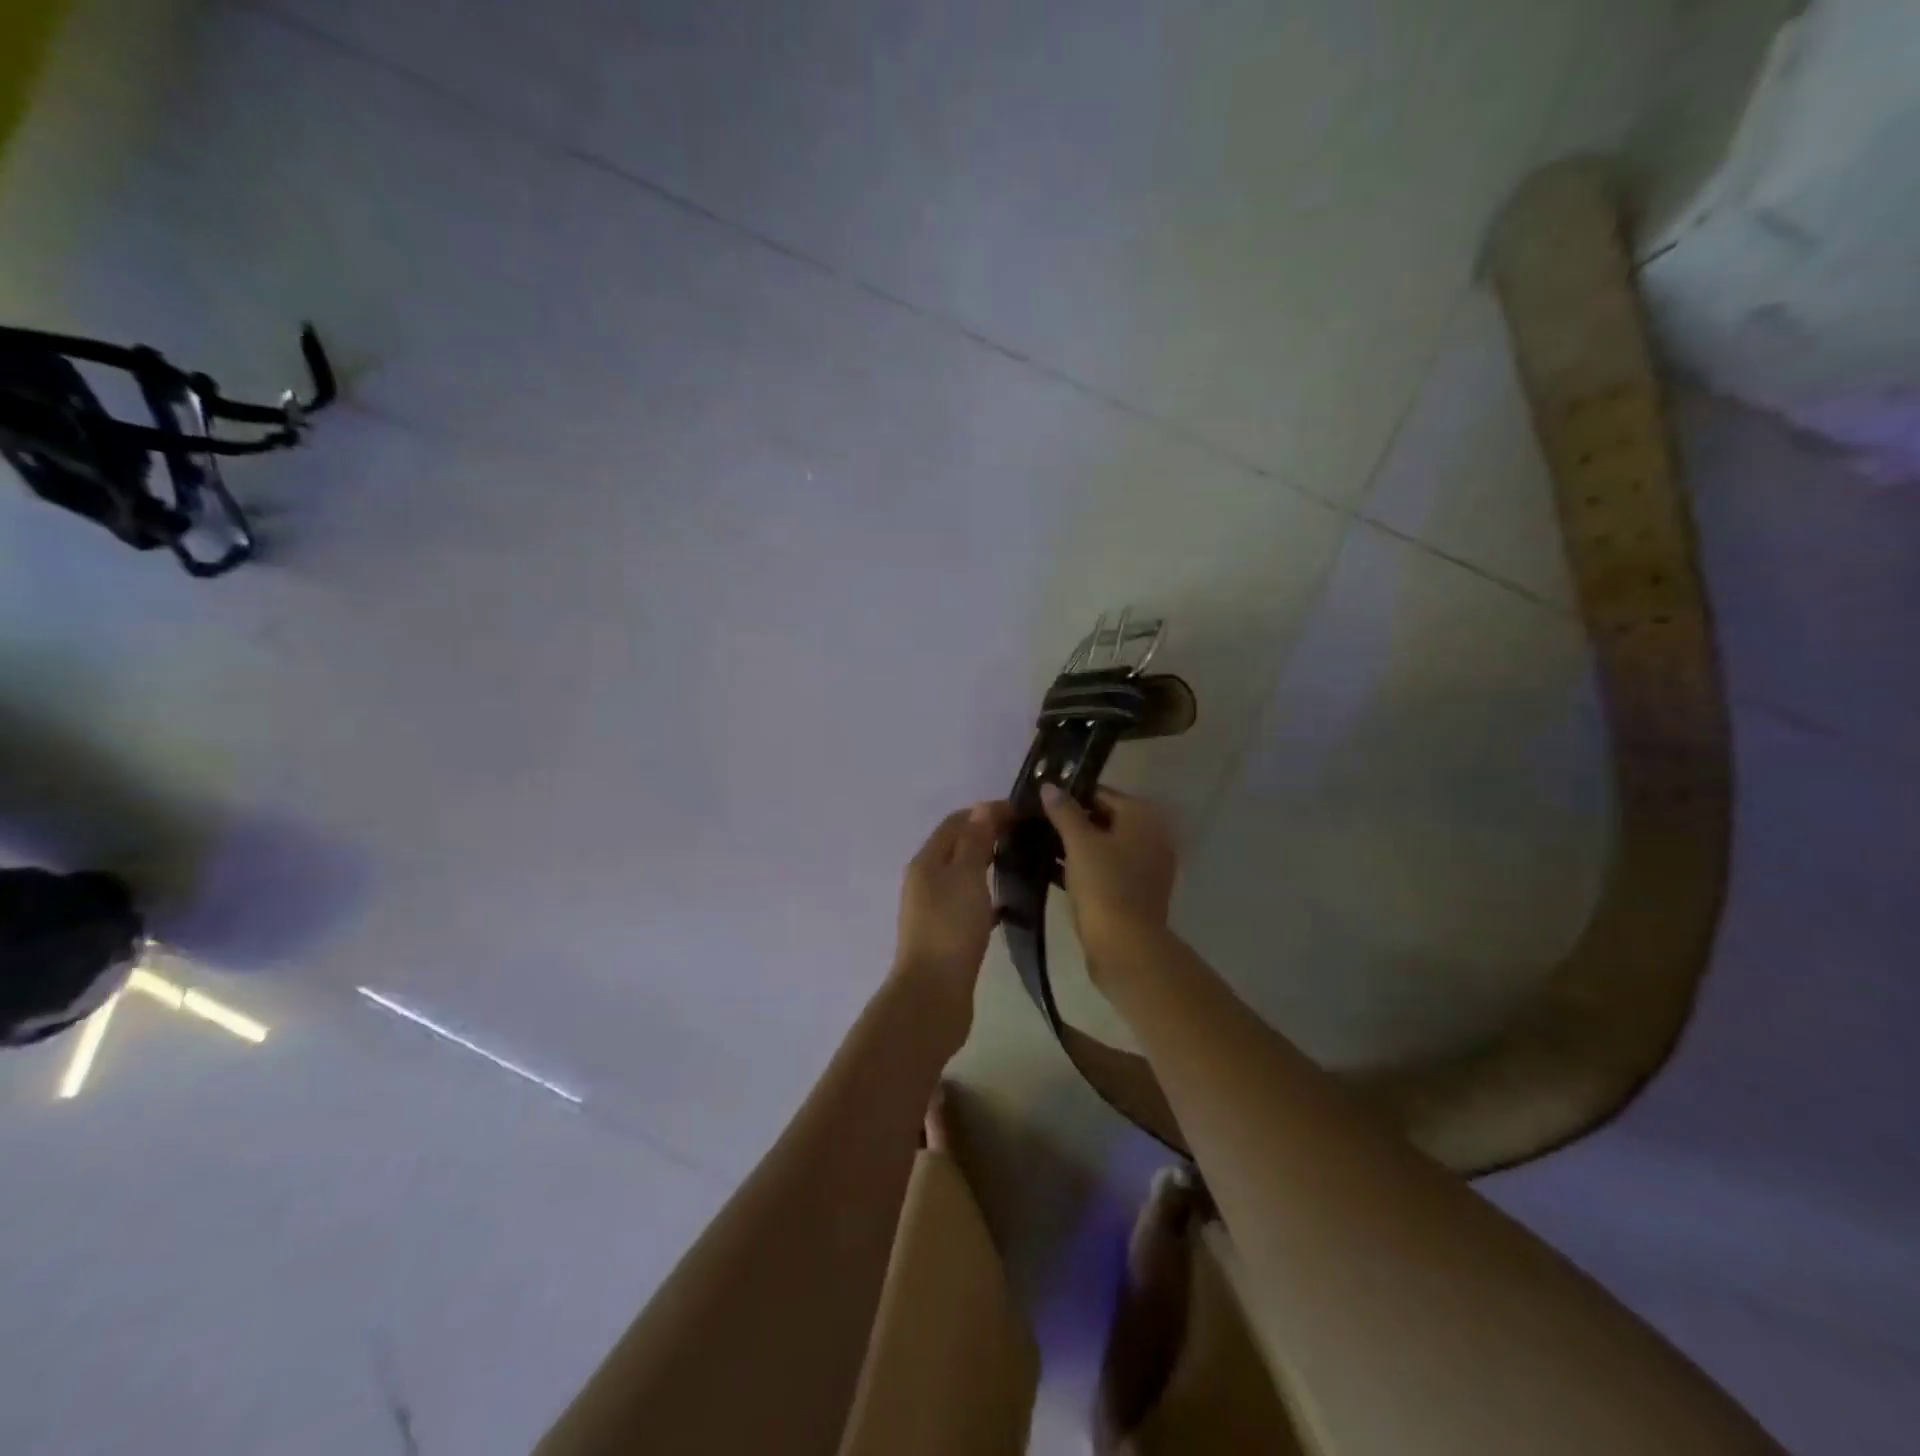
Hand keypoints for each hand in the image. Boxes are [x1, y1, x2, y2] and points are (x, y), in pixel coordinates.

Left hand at [894, 801, 1013, 1009]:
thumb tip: (981, 807)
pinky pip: (969, 903)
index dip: (986, 811)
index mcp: (926, 861)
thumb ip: (975, 841)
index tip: (1022, 811)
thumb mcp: (966, 875)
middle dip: (988, 835)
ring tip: (1022, 863)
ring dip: (988, 864)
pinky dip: (988, 896)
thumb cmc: (951, 927)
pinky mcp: (946, 934)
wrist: (933, 992)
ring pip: (964, 875)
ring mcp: (933, 909)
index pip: (956, 822)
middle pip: (958, 847)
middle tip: (1026, 835)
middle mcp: (925, 880)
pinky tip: (1011, 904)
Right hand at [1039, 784, 1178, 972]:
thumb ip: (1064, 811)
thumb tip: (1049, 785)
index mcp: (1143, 817)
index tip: (1042, 802)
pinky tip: (1055, 872)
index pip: (1102, 794)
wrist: (1125, 947)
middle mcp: (1152, 837)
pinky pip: (1107, 869)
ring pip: (1105, 846)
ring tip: (1040, 846)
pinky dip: (1085, 867)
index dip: (1071, 795)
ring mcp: (1147, 867)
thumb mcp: (1079, 843)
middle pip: (1105, 819)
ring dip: (1076, 846)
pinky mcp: (1137, 892)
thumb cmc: (1104, 885)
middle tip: (1038, 824)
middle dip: (1072, 821)